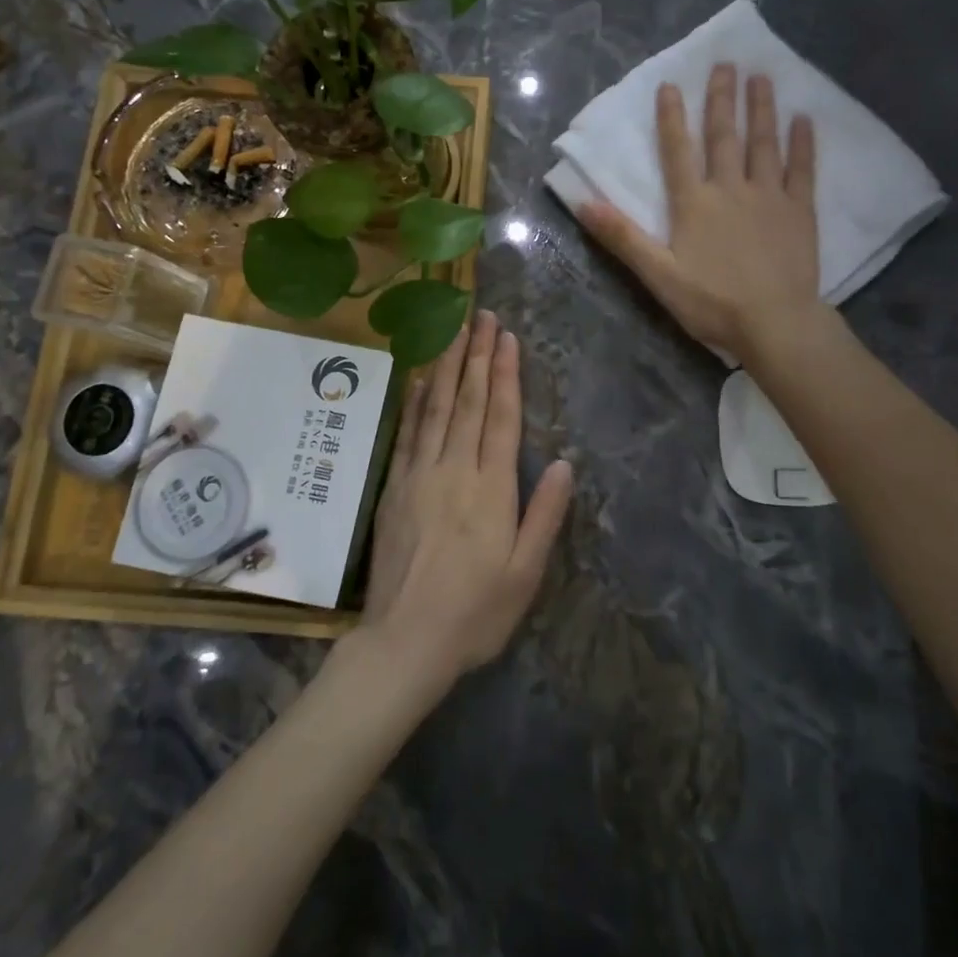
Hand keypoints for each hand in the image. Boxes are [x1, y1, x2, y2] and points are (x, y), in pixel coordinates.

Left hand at [359, 311, 573, 688]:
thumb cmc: (475, 613)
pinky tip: (418, 378)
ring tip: (453, 330)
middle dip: (477, 355)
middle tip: (482, 315)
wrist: (404, 642)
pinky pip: (406, 433)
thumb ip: (544, 515)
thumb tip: (563, 463)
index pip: (500, 418)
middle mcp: (454, 470)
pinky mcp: (394, 488)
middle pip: (467, 401)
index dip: (505, 374)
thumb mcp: (525, 574)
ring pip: (434, 407)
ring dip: (445, 365)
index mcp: (491, 490)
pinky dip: (413, 401)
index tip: (507, 338)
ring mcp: (419, 475)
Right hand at [580, 63, 820, 356]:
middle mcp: (731, 189)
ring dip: (761, 109)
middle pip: (724, 136)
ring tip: (761, 77)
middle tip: (726, 63)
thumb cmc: (711, 302)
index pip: (678, 151)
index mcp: (694, 203)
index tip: (671, 85)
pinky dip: (802, 144)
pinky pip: (802, 170)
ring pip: (763, 143)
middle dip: (722, 99)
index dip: (672, 118)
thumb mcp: (658, 274)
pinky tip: (804, 119)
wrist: (774, 322)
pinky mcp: (800, 211)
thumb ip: (623, 237)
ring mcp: (769, 196)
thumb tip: (584, 203)